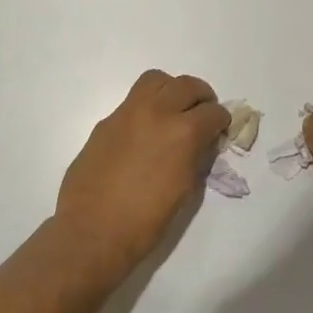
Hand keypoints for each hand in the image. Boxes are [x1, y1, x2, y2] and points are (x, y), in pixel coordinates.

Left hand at [54, 70, 229, 279]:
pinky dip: (146, 106)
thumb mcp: (185, 189)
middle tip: (202, 113)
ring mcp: (127, 113)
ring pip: (156, 80)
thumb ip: (196, 157)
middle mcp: (157, 113)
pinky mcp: (106, 122)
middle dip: (202, 97)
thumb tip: (201, 142)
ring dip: (172, 90)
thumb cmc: (145, 221)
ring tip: (173, 109)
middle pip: (187, 85)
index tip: (219, 129)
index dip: (221, 121)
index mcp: (183, 133)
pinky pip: (132, 101)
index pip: (213, 112)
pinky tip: (145, 131)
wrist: (92, 232)